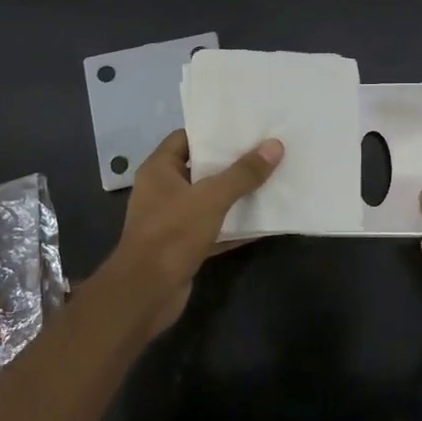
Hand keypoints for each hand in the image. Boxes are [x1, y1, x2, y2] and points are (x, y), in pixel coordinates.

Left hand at [101, 129, 283, 335]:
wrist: (146, 293)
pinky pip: (213, 228)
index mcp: (159, 170)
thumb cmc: (172, 234)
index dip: (213, 132)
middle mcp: (162, 190)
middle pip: (200, 168)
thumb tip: (275, 146)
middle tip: (266, 151)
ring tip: (270, 180)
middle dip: (231, 163)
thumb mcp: (211, 198)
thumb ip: (243, 173)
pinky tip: (263, 222)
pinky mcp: (184, 246)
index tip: (245, 128)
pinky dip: (234, 226)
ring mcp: (172, 220)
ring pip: (208, 200)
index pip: (186, 138)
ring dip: (235, 195)